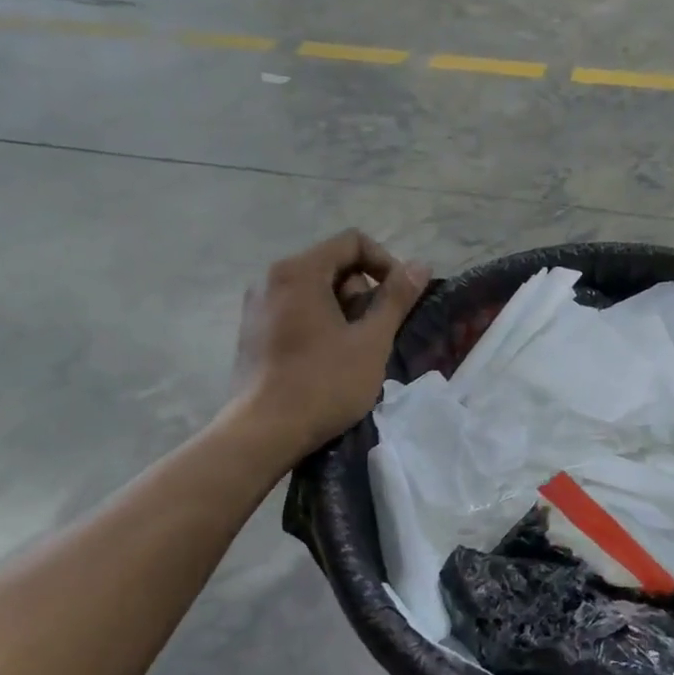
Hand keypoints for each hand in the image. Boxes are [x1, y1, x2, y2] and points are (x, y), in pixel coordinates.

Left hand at [228, 231, 428, 456]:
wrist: (264, 432)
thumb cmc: (323, 383)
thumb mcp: (371, 341)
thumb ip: (396, 299)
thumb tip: (420, 265)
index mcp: (299, 271)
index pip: (352, 242)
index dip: (386, 263)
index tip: (400, 299)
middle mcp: (271, 278)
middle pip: (333, 265)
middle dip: (362, 293)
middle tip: (374, 333)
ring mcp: (257, 306)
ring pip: (315, 290)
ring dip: (344, 311)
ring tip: (354, 351)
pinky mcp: (253, 332)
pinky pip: (296, 311)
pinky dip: (320, 324)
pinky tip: (328, 360)